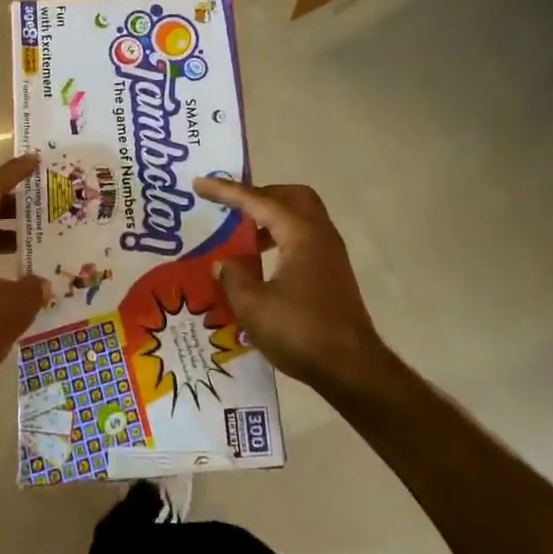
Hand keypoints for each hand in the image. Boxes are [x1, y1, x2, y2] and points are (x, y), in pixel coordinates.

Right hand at [194, 177, 388, 396]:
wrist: (353, 369)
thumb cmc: (301, 332)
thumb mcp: (253, 307)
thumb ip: (233, 277)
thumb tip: (223, 262)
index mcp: (300, 233)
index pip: (257, 201)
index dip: (226, 191)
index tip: (199, 183)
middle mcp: (319, 233)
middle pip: (289, 196)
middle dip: (258, 194)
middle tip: (232, 205)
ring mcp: (330, 252)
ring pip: (300, 215)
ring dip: (271, 216)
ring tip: (243, 234)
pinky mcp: (333, 271)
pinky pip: (304, 235)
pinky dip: (282, 235)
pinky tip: (263, 261)